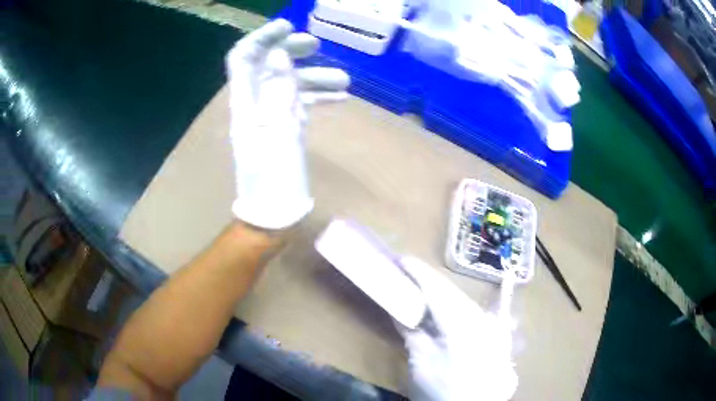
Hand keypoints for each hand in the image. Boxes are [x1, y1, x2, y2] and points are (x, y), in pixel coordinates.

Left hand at [226, 19, 349, 229]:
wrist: (273, 216)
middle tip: (316, 45)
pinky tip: (341, 97)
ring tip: (345, 80)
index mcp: (247, 104)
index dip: (263, 38)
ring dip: (314, 77)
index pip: (244, 58)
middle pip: (267, 65)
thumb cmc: (274, 182)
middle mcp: (256, 105)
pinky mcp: (284, 129)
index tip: (289, 27)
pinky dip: (318, 97)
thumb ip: (278, 91)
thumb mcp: (277, 136)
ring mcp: (271, 117)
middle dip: (290, 50)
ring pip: (288, 84)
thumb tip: (280, 54)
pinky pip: (299, 103)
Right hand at [398, 257, 517, 400]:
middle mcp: (482, 319)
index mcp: (463, 324)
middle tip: (408, 276)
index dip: (419, 273)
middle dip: (429, 283)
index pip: (438, 290)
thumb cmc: (445, 389)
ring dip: (442, 297)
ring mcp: (493, 326)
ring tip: (422, 293)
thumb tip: (399, 313)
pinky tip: (445, 314)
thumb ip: (412, 335)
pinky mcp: (496, 336)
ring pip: (463, 302)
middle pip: (452, 293)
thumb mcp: (422, 364)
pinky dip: (455, 310)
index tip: (402, 259)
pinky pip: (473, 314)